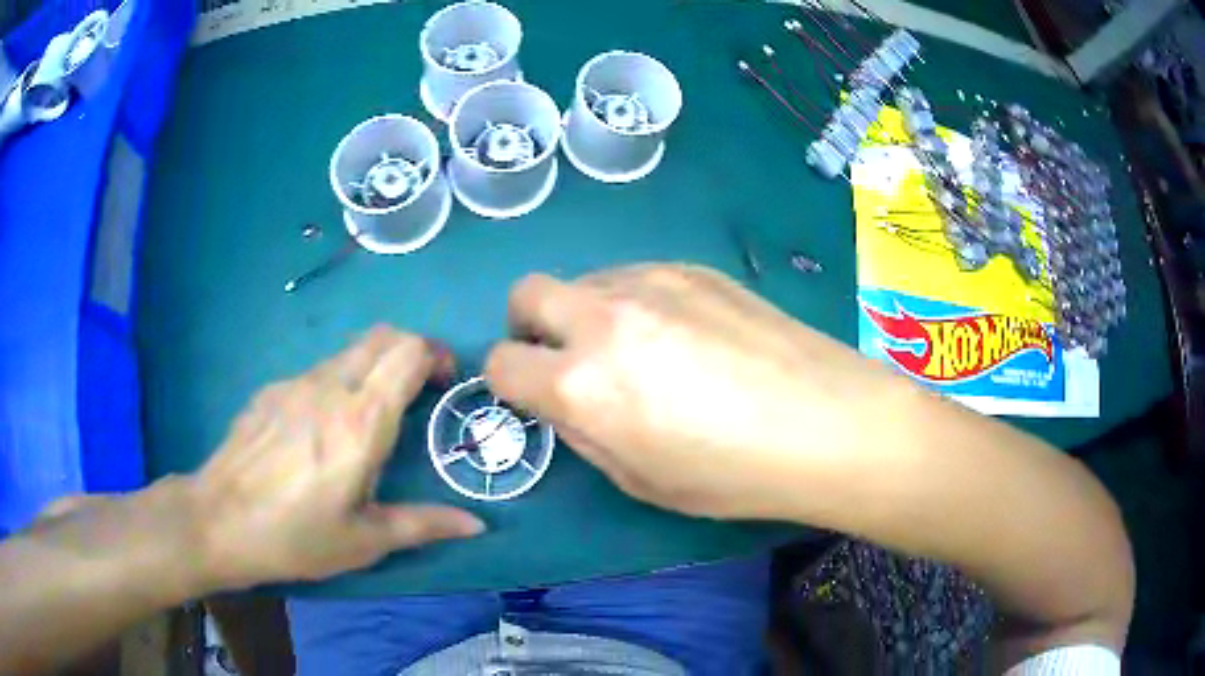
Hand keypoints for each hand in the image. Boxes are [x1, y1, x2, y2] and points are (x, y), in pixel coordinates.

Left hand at [191, 326, 483, 589]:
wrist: (218, 520)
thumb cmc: (296, 536)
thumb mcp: (365, 541)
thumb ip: (423, 525)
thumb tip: (477, 525)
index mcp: (361, 420)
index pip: (409, 351)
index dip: (435, 355)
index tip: (444, 385)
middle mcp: (330, 386)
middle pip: (383, 336)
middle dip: (411, 351)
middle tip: (418, 393)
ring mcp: (295, 383)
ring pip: (349, 351)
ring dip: (373, 368)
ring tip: (370, 417)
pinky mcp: (271, 390)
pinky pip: (317, 372)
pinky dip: (337, 383)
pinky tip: (320, 432)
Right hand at [485, 265, 906, 519]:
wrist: (826, 422)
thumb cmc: (732, 474)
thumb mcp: (639, 479)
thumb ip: (582, 431)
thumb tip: (560, 398)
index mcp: (582, 384)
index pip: (501, 364)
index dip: (508, 383)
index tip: (534, 395)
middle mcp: (603, 318)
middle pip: (527, 293)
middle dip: (529, 326)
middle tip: (566, 358)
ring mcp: (651, 281)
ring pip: (584, 280)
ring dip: (586, 312)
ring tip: (640, 348)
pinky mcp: (693, 267)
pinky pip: (635, 275)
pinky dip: (634, 301)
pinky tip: (685, 332)